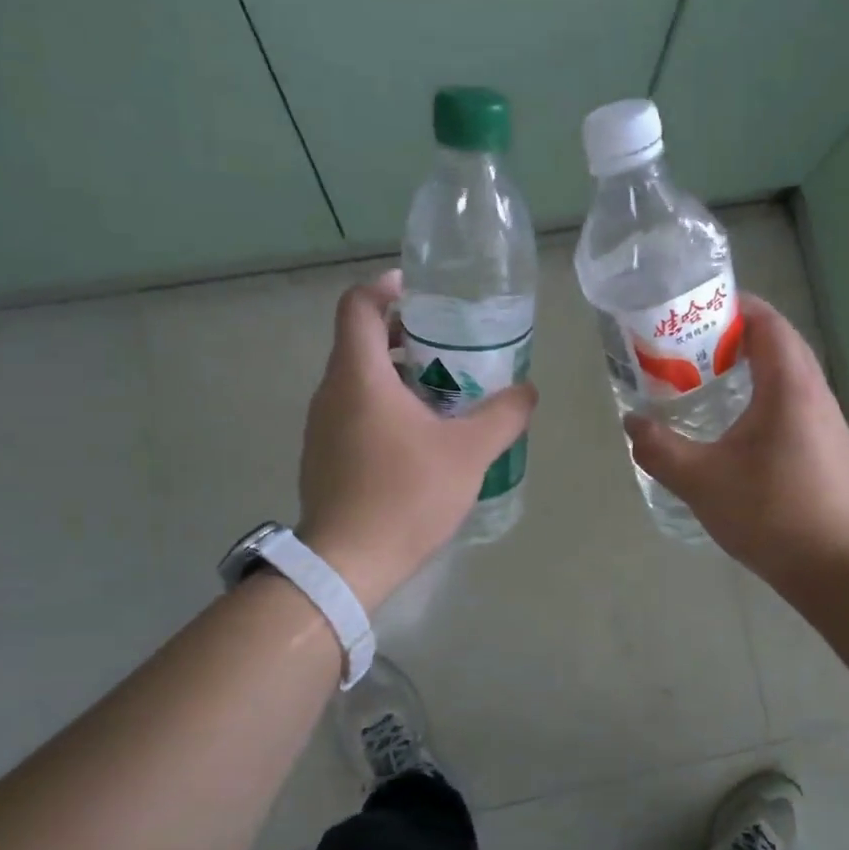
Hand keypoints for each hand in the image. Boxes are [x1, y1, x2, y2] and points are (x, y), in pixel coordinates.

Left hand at [296, 270, 535, 609]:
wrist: (349, 562)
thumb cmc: (406, 494)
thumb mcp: (469, 452)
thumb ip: (503, 415)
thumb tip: (528, 391)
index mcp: (359, 376)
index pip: (358, 305)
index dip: (386, 287)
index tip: (419, 291)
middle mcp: (331, 392)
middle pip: (359, 341)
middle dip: (403, 336)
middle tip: (449, 348)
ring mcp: (321, 427)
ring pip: (357, 380)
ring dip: (396, 376)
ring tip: (443, 395)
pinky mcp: (323, 456)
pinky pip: (352, 412)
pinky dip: (383, 407)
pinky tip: (419, 439)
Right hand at [624, 294, 848, 585]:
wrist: (836, 567)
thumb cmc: (770, 512)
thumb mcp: (700, 480)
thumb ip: (659, 448)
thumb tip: (632, 423)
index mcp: (789, 385)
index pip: (767, 322)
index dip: (734, 307)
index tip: (695, 313)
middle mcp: (815, 394)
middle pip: (779, 345)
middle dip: (736, 338)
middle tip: (691, 350)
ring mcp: (828, 423)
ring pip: (788, 377)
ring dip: (752, 371)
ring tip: (708, 385)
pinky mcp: (830, 450)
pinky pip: (794, 405)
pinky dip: (764, 400)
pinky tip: (738, 431)